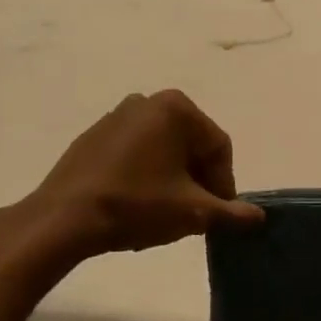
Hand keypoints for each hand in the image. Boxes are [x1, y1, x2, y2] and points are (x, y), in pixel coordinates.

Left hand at [0, 91, 264, 283]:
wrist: (63, 219)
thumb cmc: (136, 205)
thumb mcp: (191, 212)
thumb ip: (230, 212)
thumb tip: (258, 216)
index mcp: (176, 108)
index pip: (218, 147)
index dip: (224, 183)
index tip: (218, 215)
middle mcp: (148, 101)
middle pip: (191, 145)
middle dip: (197, 181)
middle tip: (194, 215)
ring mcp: (116, 116)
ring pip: (162, 150)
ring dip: (172, 180)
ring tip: (165, 214)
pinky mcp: (93, 137)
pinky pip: (134, 153)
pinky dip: (145, 175)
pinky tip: (137, 206)